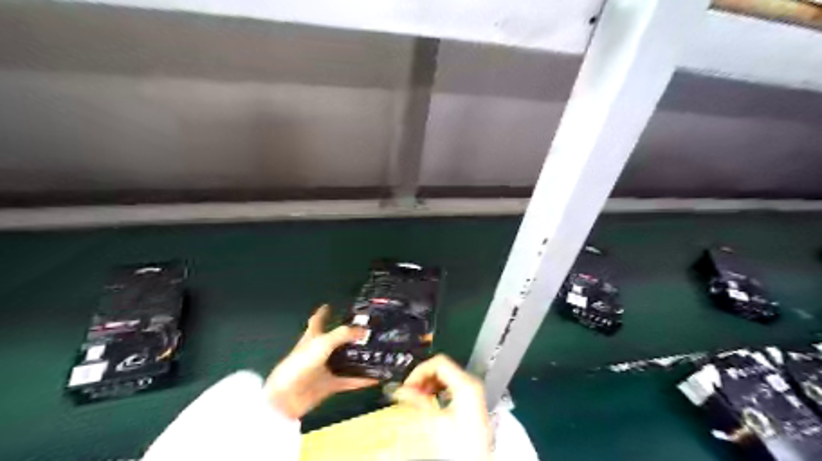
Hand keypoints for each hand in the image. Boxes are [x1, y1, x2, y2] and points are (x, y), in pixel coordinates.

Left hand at [263, 305, 378, 418]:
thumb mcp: (323, 343)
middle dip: (350, 334)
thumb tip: (364, 330)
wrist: (286, 398)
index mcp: (313, 337)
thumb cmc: (300, 364)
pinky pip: (349, 381)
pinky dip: (362, 380)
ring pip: (345, 360)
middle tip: (369, 329)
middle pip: (336, 340)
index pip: (318, 320)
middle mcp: (319, 351)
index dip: (323, 312)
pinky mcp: (329, 385)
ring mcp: (324, 369)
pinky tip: (376, 378)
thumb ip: (343, 334)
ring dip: (359, 357)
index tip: (331, 304)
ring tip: (378, 351)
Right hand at [395, 354, 490, 459]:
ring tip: (417, 398)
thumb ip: (418, 401)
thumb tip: (402, 390)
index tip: (408, 384)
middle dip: (423, 378)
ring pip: (445, 377)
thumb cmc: (461, 446)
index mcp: (465, 384)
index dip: (420, 371)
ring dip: (429, 385)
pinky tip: (430, 401)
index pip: (438, 363)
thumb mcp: (435, 421)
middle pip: (442, 368)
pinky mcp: (470, 401)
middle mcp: (471, 384)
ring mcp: (472, 392)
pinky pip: (451, 386)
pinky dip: (437, 390)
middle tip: (409, 392)